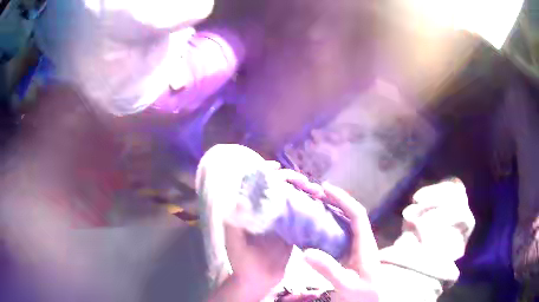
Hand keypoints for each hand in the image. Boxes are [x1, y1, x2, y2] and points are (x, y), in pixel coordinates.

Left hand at [217, 162, 316, 300]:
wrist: (257, 280)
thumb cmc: (242, 261)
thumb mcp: (234, 241)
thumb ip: (236, 222)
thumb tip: (241, 199)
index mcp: (248, 210)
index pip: (257, 184)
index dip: (266, 172)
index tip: (278, 167)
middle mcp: (264, 211)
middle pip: (278, 188)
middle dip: (292, 180)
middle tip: (306, 183)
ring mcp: (279, 219)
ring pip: (292, 198)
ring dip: (304, 191)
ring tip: (316, 192)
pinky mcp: (291, 229)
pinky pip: (301, 213)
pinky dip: (309, 205)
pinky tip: (319, 203)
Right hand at [302, 182, 379, 301]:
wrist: (373, 299)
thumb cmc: (363, 293)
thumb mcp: (346, 285)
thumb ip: (329, 270)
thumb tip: (306, 252)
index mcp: (365, 244)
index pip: (357, 214)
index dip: (343, 199)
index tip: (326, 189)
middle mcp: (363, 240)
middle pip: (352, 213)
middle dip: (336, 200)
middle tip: (316, 194)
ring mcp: (357, 246)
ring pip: (347, 222)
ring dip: (333, 211)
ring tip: (315, 205)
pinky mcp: (351, 253)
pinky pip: (341, 233)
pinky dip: (330, 225)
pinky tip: (317, 228)